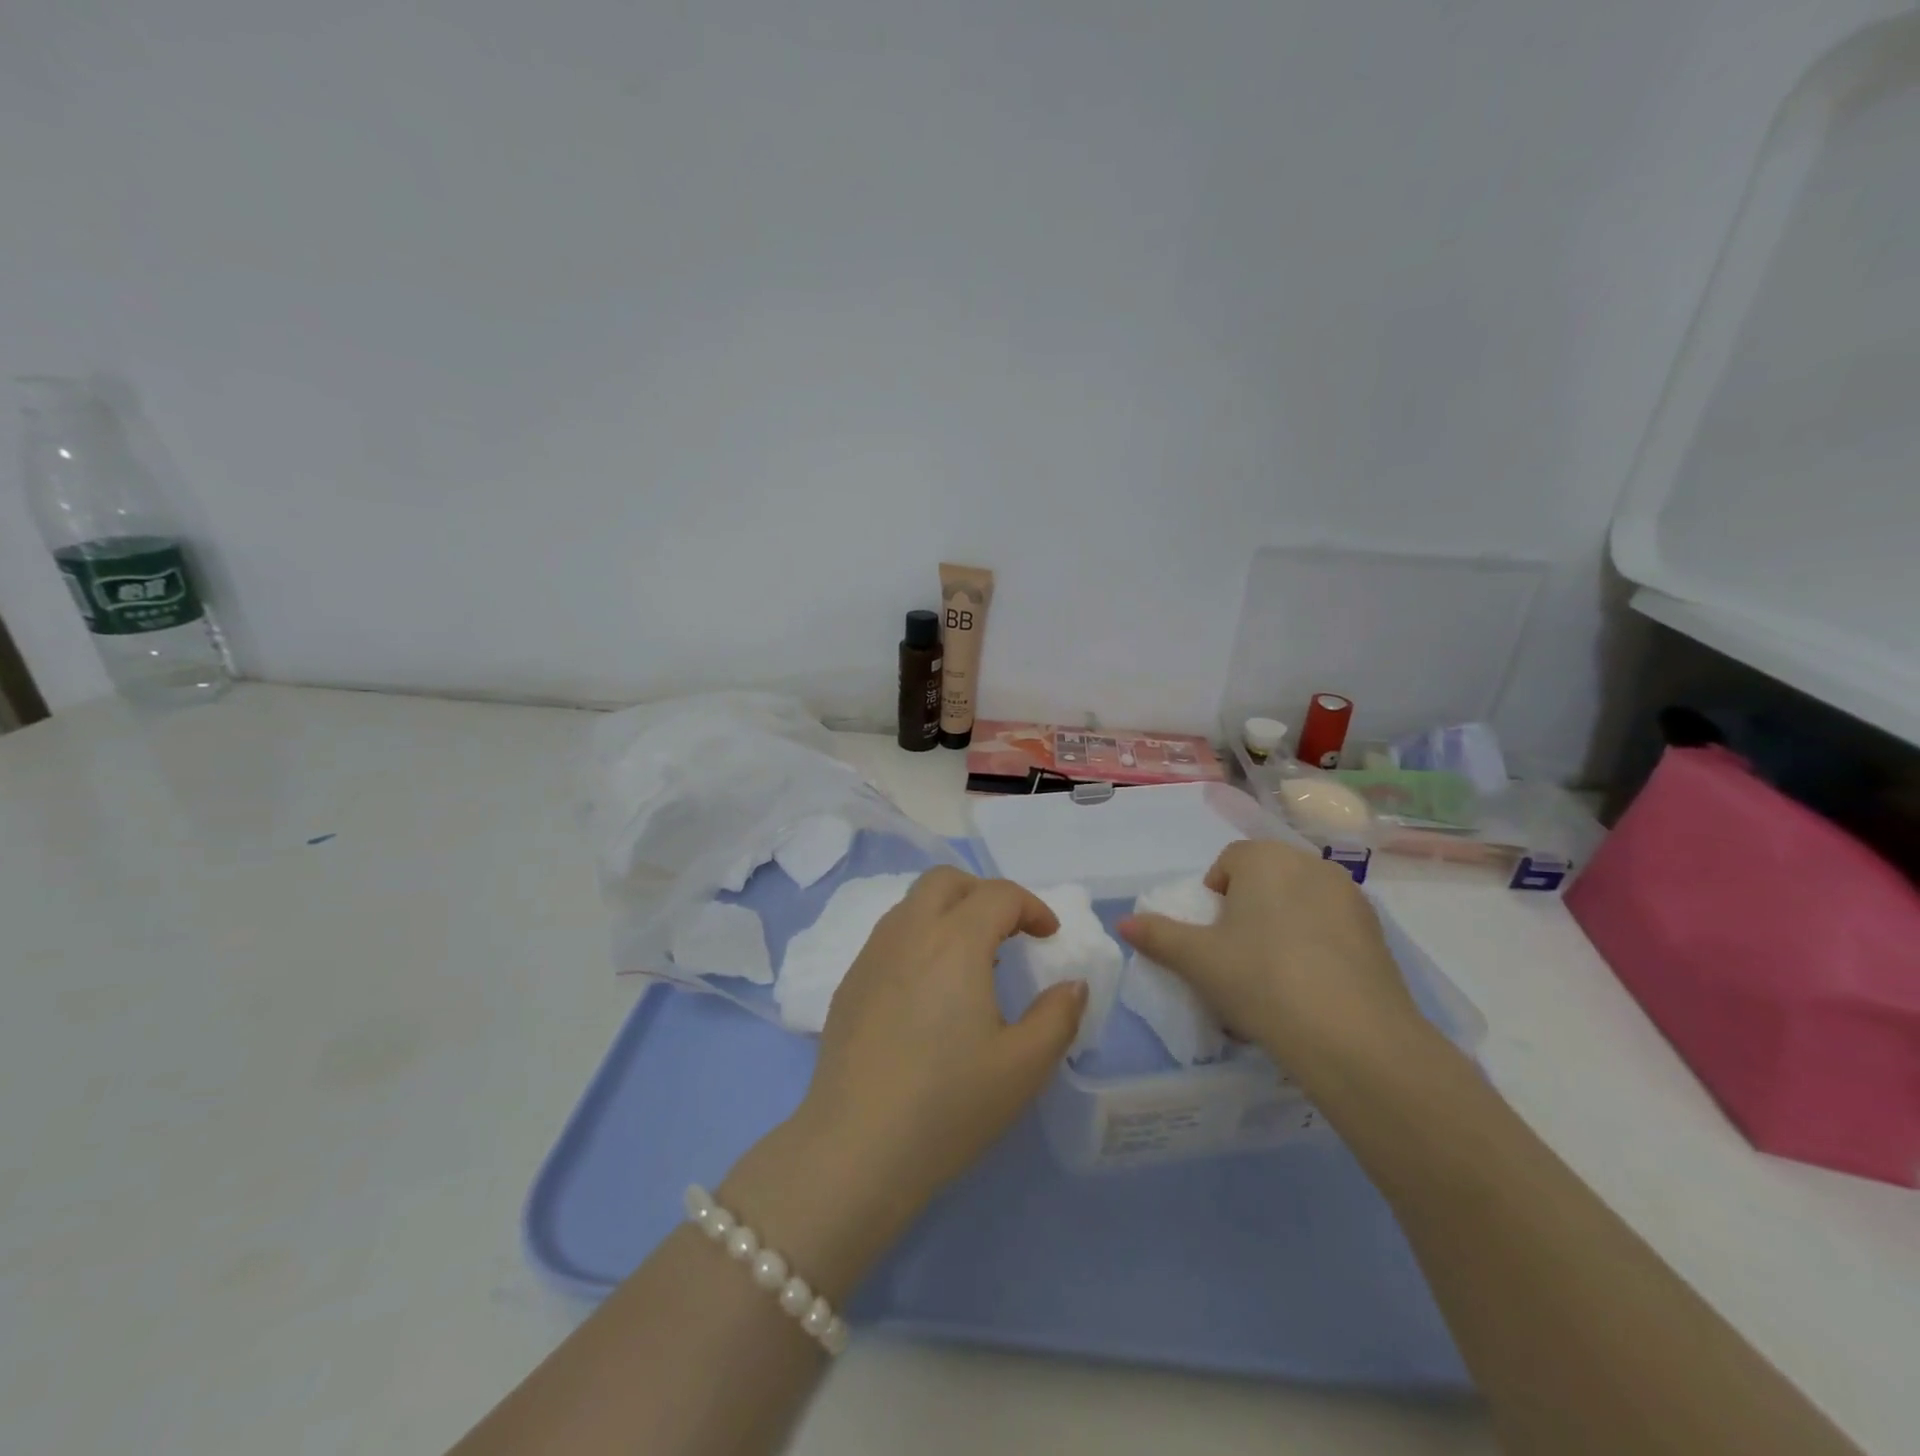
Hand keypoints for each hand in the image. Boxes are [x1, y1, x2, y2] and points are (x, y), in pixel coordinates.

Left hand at [722, 868, 1083, 1298]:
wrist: (855, 1148)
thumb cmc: (948, 1104)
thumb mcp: (1024, 1067)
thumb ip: (1058, 1017)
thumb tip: (1071, 985)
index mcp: (955, 941)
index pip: (998, 894)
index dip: (1032, 907)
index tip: (1049, 937)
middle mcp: (908, 932)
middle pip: (945, 880)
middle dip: (983, 893)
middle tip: (1008, 931)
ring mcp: (871, 955)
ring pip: (912, 904)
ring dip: (948, 913)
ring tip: (970, 962)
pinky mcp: (849, 983)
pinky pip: (889, 937)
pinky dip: (919, 939)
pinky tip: (928, 992)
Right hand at [1119, 839, 1429, 1084]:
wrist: (1354, 1038)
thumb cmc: (1261, 981)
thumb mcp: (1198, 961)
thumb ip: (1157, 936)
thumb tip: (1122, 923)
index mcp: (1265, 859)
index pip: (1229, 861)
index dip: (1214, 897)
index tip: (1213, 937)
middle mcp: (1310, 864)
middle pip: (1266, 879)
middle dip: (1249, 909)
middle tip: (1239, 956)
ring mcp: (1350, 897)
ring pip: (1301, 903)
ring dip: (1283, 926)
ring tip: (1276, 977)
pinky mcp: (1377, 933)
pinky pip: (1332, 929)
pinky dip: (1317, 946)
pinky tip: (1312, 989)